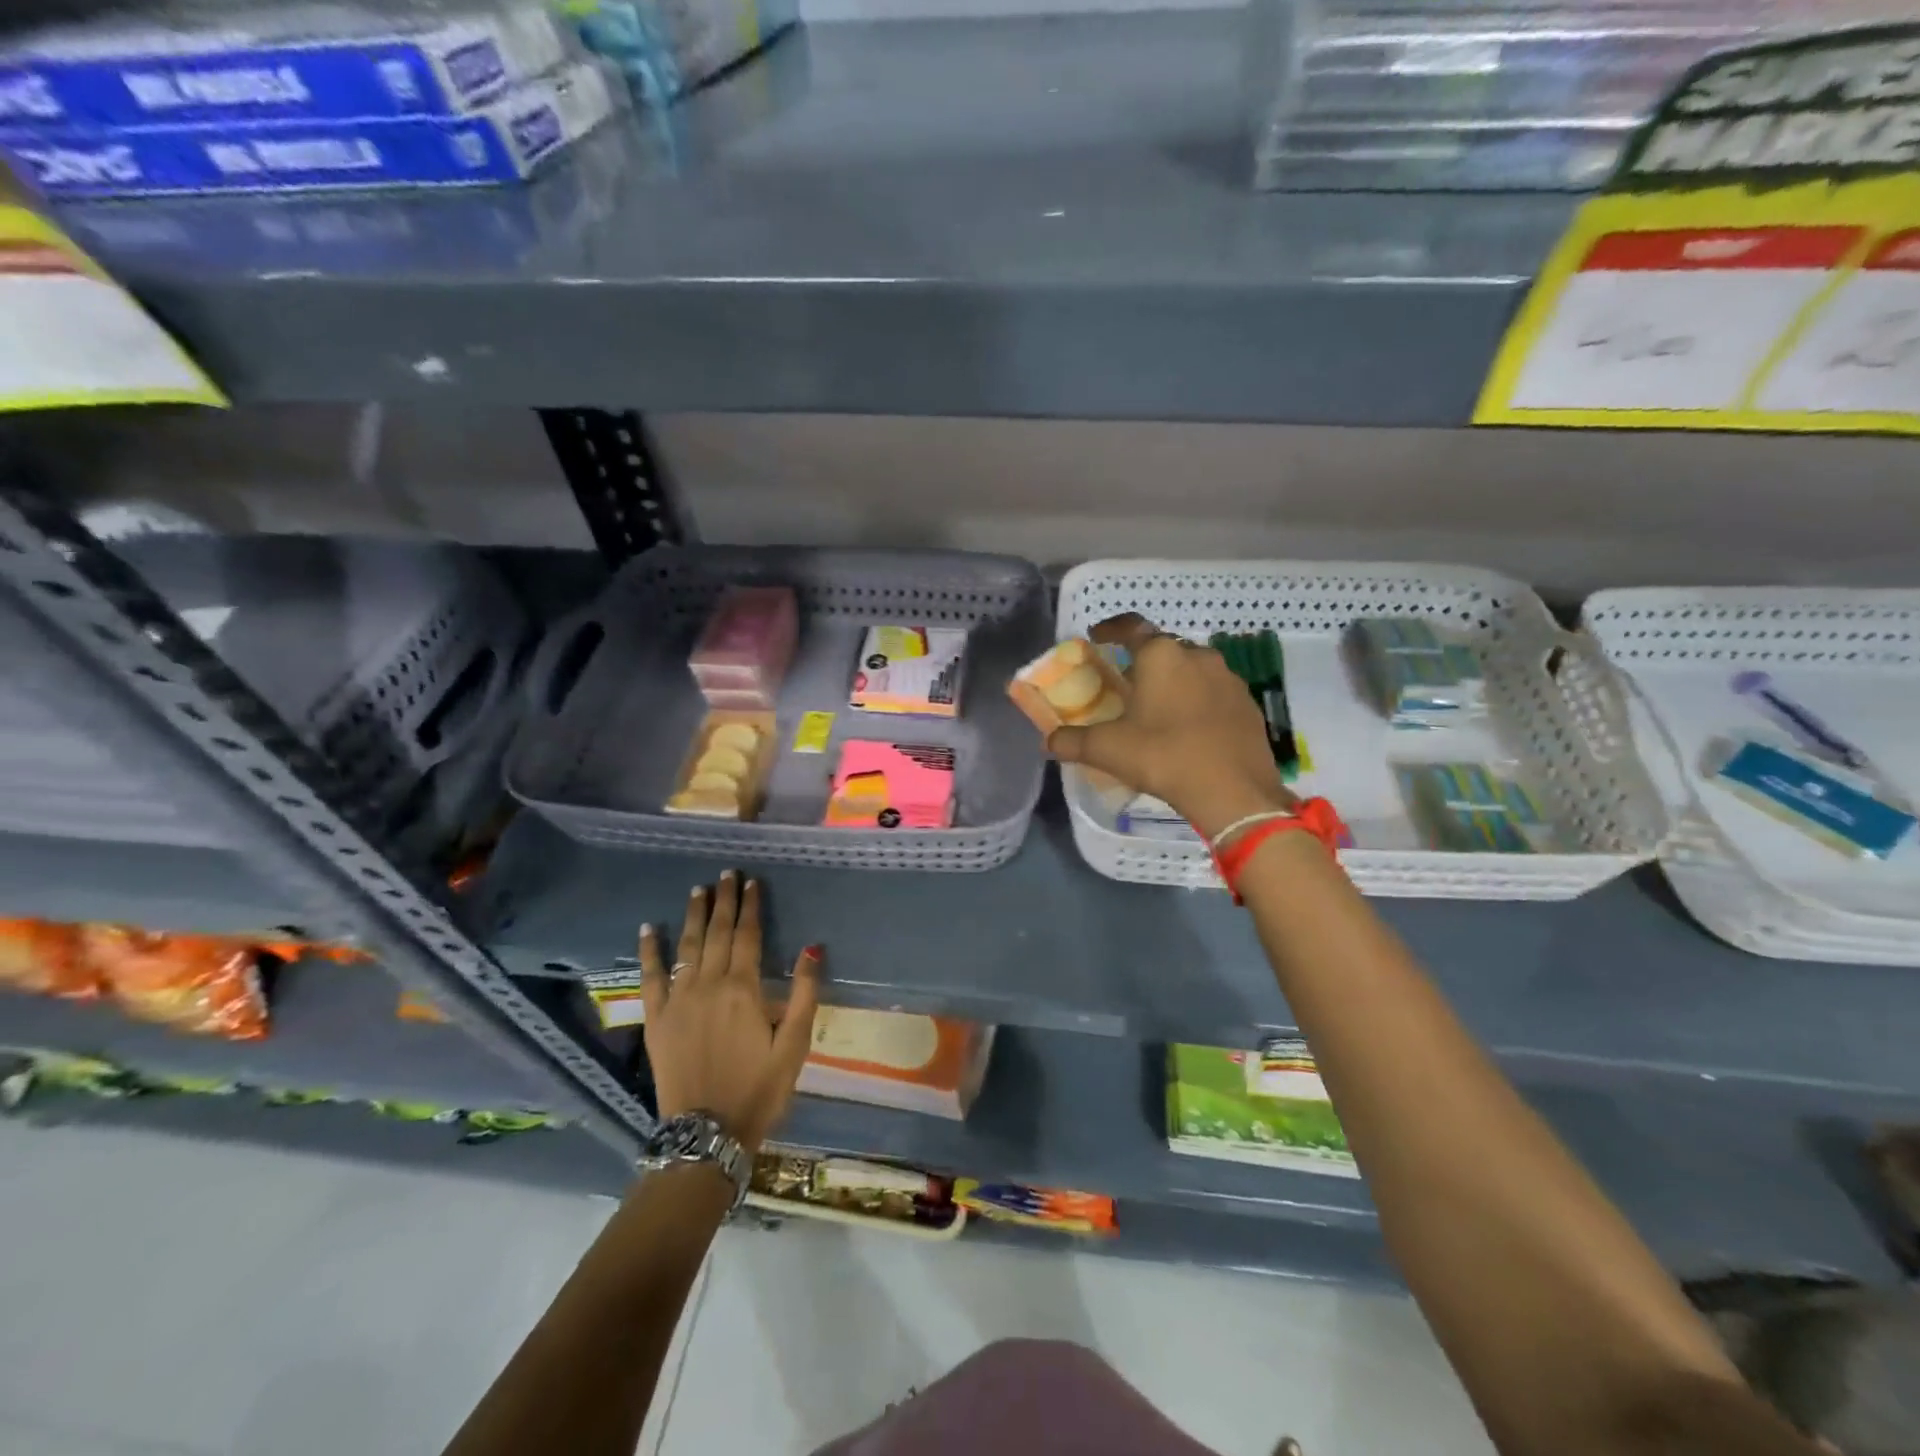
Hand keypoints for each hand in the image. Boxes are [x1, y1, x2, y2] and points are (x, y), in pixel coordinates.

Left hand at [639, 871, 821, 1153]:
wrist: (707, 1133)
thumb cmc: (759, 1088)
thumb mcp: (795, 1045)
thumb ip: (805, 993)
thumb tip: (812, 948)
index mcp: (744, 988)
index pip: (747, 935)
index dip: (750, 906)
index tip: (752, 882)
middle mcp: (709, 985)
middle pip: (717, 933)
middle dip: (723, 901)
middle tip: (727, 873)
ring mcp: (679, 1000)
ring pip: (687, 946)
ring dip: (694, 915)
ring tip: (698, 889)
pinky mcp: (657, 1019)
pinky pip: (650, 977)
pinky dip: (650, 950)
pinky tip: (649, 928)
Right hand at [1046, 613, 1295, 838]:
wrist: (1234, 791)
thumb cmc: (1164, 757)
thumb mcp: (1108, 750)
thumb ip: (1073, 741)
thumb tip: (1049, 741)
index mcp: (1161, 655)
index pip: (1131, 627)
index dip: (1111, 628)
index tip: (1097, 636)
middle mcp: (1197, 656)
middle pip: (1163, 647)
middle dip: (1142, 659)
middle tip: (1124, 681)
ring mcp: (1228, 678)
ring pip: (1191, 668)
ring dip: (1172, 679)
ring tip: (1156, 706)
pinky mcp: (1247, 704)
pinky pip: (1213, 691)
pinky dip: (1196, 700)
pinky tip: (1188, 727)